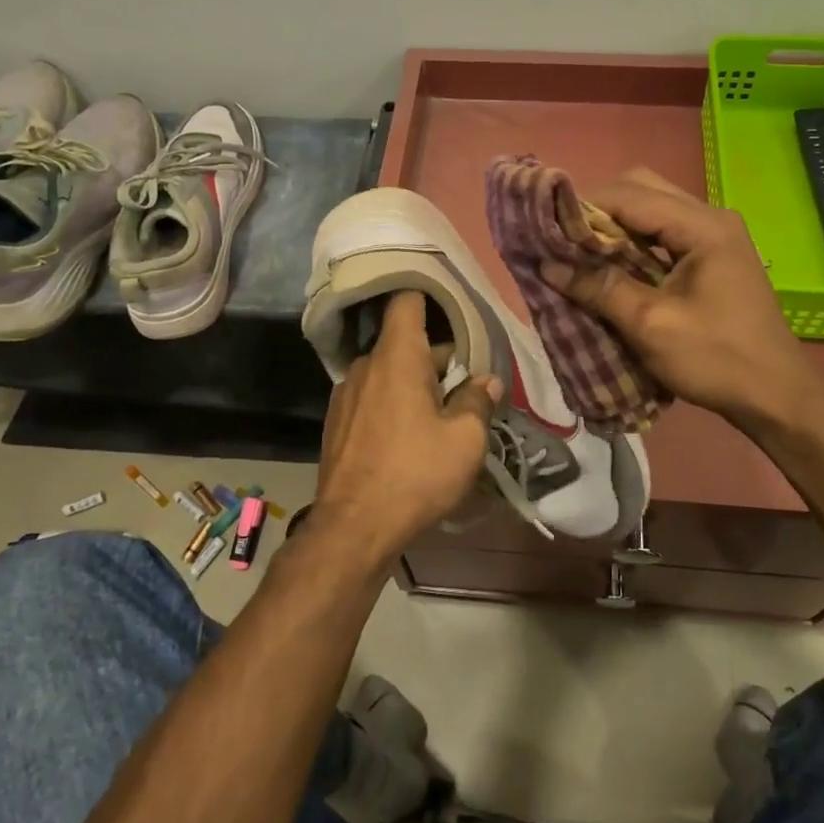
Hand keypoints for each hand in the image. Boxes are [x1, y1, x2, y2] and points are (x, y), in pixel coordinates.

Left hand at [309, 291, 499, 568]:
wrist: (354, 528)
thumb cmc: (415, 474)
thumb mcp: (465, 440)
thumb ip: (478, 401)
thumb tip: (487, 380)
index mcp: (396, 357)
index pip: (406, 301)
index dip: (428, 294)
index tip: (451, 300)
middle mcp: (365, 365)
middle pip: (403, 343)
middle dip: (435, 358)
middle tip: (464, 384)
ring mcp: (345, 394)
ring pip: (387, 373)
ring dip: (413, 384)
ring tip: (439, 416)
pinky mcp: (336, 423)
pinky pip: (371, 398)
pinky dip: (391, 404)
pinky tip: (407, 438)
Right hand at [539, 169, 823, 434]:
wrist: (777, 397)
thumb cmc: (716, 359)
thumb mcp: (651, 325)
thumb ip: (600, 288)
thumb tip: (547, 265)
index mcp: (702, 226)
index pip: (629, 194)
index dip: (583, 207)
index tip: (545, 229)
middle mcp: (710, 218)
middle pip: (641, 190)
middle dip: (598, 211)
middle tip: (565, 242)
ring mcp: (715, 236)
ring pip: (651, 210)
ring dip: (614, 227)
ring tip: (580, 255)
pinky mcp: (712, 256)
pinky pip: (663, 234)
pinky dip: (633, 243)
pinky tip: (611, 268)